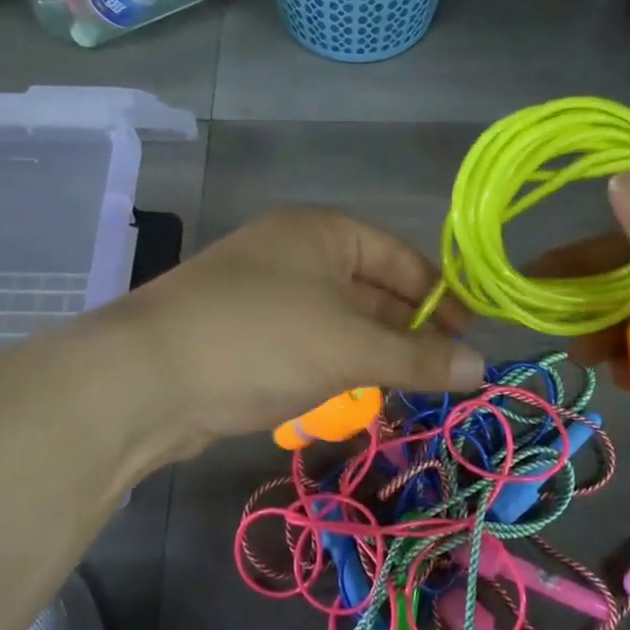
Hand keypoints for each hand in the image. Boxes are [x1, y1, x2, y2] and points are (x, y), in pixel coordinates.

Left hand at [115, 207, 484, 453]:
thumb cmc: (261, 340)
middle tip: (447, 373)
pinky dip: (337, 366)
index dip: (439, 297)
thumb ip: (418, 357)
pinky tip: (358, 396)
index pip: (400, 257)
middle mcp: (293, 254)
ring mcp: (265, 295)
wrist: (146, 379)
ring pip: (339, 321)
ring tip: (412, 391)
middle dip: (409, 330)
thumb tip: (484, 368)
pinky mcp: (245, 336)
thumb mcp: (349, 346)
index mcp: (321, 233)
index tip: (469, 339)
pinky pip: (308, 344)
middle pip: (371, 288)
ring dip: (374, 352)